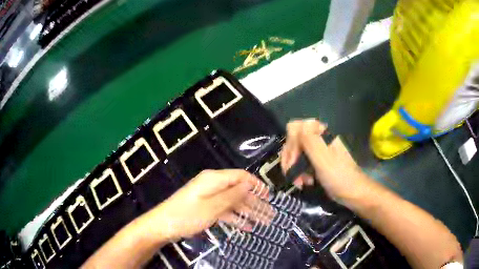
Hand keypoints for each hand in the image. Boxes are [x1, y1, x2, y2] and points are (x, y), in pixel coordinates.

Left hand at [151, 169, 273, 240]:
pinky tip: (247, 227)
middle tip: (271, 215)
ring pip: (233, 203)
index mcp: (214, 179)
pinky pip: (225, 211)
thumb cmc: (187, 215)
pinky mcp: (206, 208)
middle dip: (255, 203)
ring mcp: (209, 198)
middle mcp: (213, 185)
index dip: (256, 185)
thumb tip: (249, 184)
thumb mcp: (212, 206)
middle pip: (239, 191)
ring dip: (248, 212)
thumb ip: (232, 195)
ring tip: (264, 223)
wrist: (163, 226)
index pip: (240, 177)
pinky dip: (236, 218)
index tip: (269, 196)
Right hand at [280, 119, 370, 205]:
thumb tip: (294, 125)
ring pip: (295, 153)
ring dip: (294, 169)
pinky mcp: (316, 161)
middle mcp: (317, 138)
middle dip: (290, 160)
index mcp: (320, 133)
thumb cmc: (339, 176)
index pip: (295, 128)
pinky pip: (300, 162)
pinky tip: (304, 182)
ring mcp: (316, 150)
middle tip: (293, 176)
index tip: (293, 161)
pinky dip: (299, 173)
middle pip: (292, 142)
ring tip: (300, 182)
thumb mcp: (323, 159)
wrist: (352, 192)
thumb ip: (309, 140)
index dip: (290, 144)